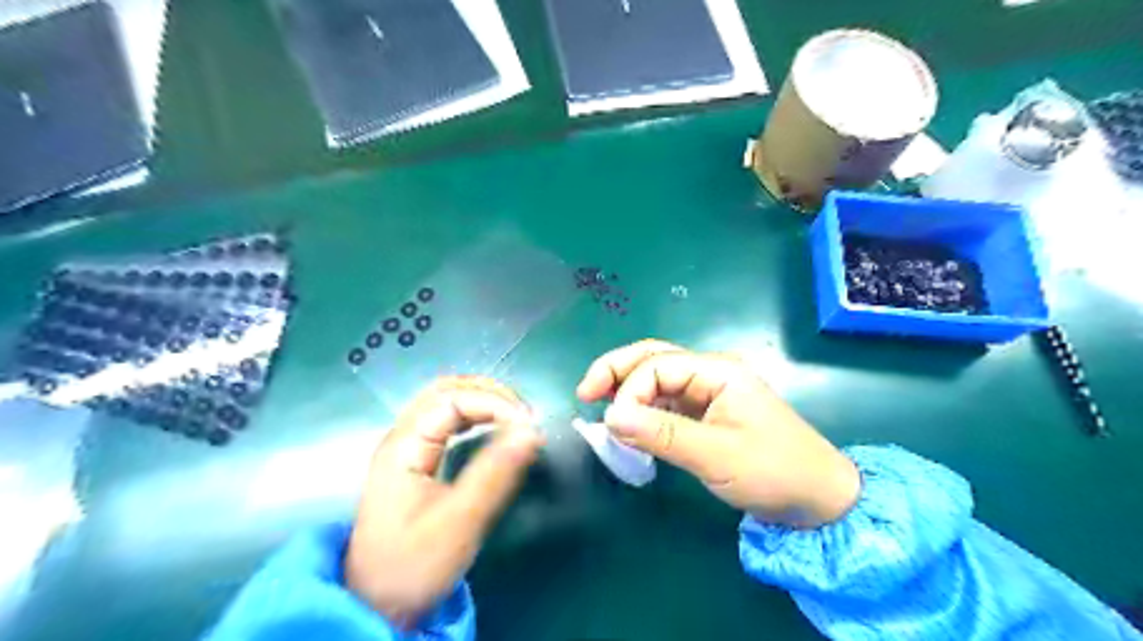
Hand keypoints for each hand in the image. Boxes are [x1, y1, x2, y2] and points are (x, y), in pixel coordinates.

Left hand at [345, 376, 540, 624]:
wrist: (375, 605)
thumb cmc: (414, 564)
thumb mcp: (460, 521)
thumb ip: (496, 473)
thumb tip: (532, 431)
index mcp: (405, 445)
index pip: (454, 399)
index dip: (495, 404)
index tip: (529, 427)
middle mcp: (401, 435)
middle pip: (445, 390)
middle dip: (490, 393)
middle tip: (525, 416)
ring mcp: (406, 446)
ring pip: (444, 401)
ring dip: (482, 400)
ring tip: (515, 418)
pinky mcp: (414, 459)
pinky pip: (445, 419)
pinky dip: (474, 414)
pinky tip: (492, 427)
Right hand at [582, 337, 857, 526]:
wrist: (818, 498)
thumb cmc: (773, 471)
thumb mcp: (715, 455)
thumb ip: (661, 434)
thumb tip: (610, 418)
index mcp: (718, 371)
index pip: (657, 366)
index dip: (629, 390)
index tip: (613, 425)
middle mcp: (710, 373)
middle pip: (653, 357)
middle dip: (616, 370)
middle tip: (585, 393)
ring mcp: (708, 391)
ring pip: (657, 377)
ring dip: (627, 387)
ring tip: (599, 405)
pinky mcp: (706, 412)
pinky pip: (666, 400)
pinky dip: (643, 408)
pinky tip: (629, 423)